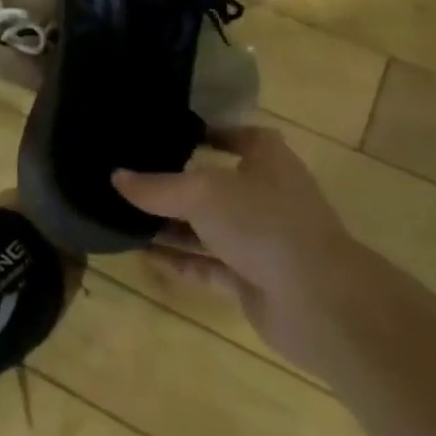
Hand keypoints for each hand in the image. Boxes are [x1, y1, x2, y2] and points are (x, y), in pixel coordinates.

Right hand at [113, 127, 365, 371]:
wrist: (320, 303)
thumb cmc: (264, 224)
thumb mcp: (202, 193)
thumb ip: (156, 187)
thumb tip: (116, 177)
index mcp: (267, 161)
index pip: (238, 136)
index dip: (208, 132)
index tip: (168, 132)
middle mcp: (266, 196)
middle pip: (215, 183)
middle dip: (177, 181)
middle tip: (131, 175)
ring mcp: (260, 240)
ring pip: (207, 227)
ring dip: (171, 224)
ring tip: (125, 214)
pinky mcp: (251, 279)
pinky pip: (206, 265)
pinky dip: (178, 260)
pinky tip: (142, 254)